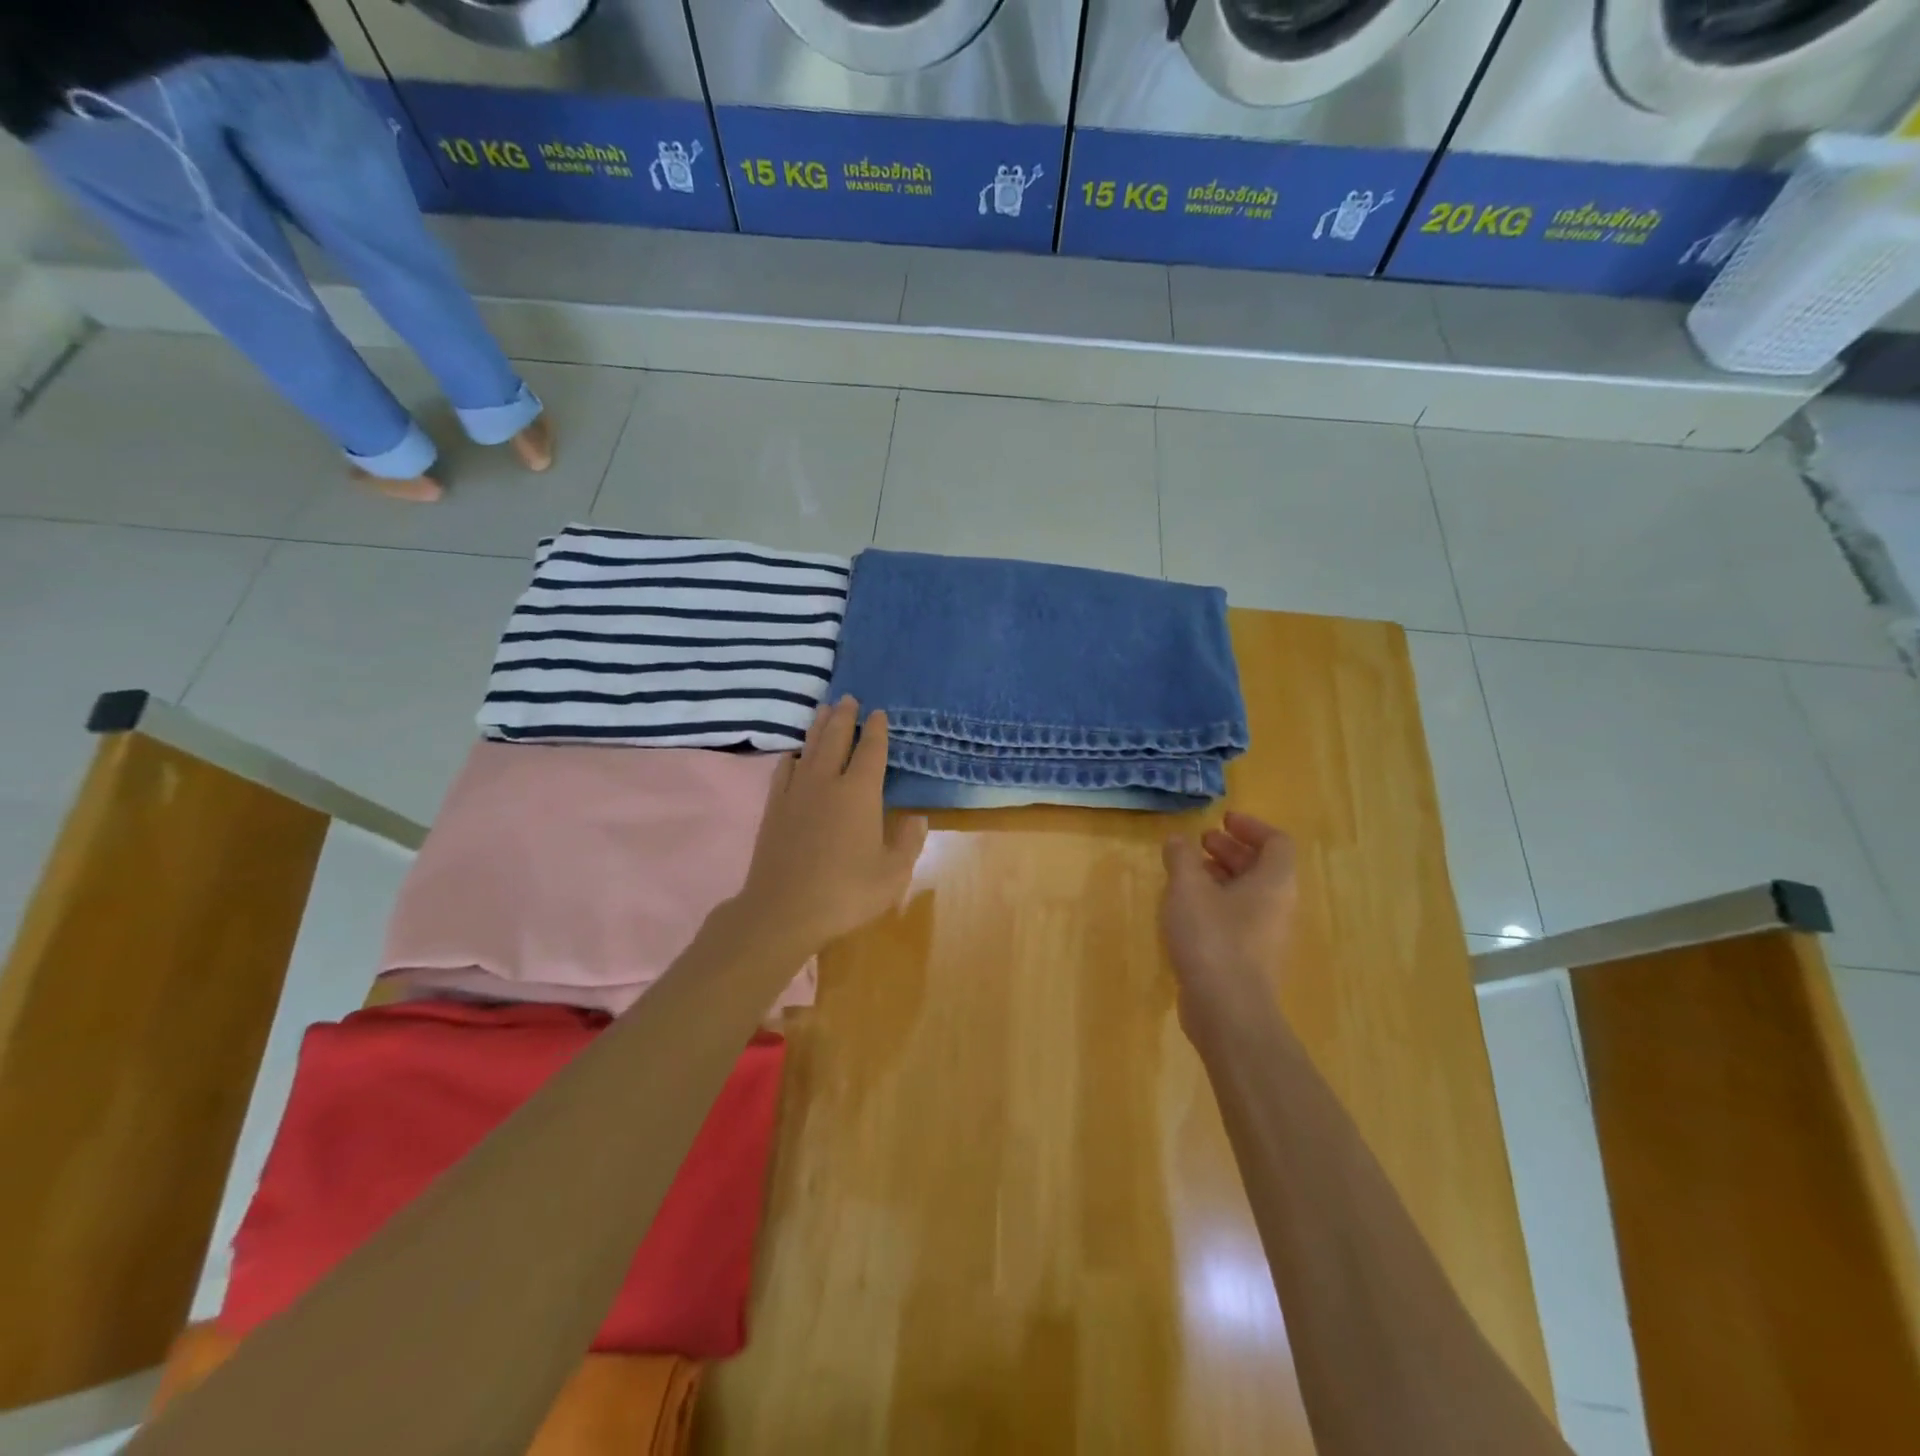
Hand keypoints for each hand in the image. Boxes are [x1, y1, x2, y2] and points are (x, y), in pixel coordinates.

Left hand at [738, 697, 927, 952]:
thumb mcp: (893, 873)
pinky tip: (796, 754)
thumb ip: (908, 841)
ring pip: (809, 747)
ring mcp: (796, 792)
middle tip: (849, 698)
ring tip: (824, 709)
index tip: (878, 713)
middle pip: (836, 738)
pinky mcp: (774, 807)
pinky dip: (794, 756)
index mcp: (859, 792)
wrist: (783, 910)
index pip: (871, 751)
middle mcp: (827, 782)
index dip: (877, 730)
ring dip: (819, 726)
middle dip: (845, 716)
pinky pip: (785, 769)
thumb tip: (917, 816)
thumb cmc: (846, 892)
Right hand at [1161, 813, 1296, 1029]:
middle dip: (1231, 850)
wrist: (1227, 1011)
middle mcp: (1278, 906)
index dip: (1251, 826)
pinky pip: (1238, 918)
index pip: (1276, 842)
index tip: (1222, 820)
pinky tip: (1186, 910)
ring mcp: (1266, 936)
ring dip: (1221, 876)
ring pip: (1249, 894)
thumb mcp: (1187, 889)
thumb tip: (1178, 840)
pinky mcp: (1250, 959)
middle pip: (1263, 867)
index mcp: (1274, 882)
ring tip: (1188, 873)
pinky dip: (1216, 903)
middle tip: (1201, 842)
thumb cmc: (1212, 939)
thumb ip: (1181, 858)